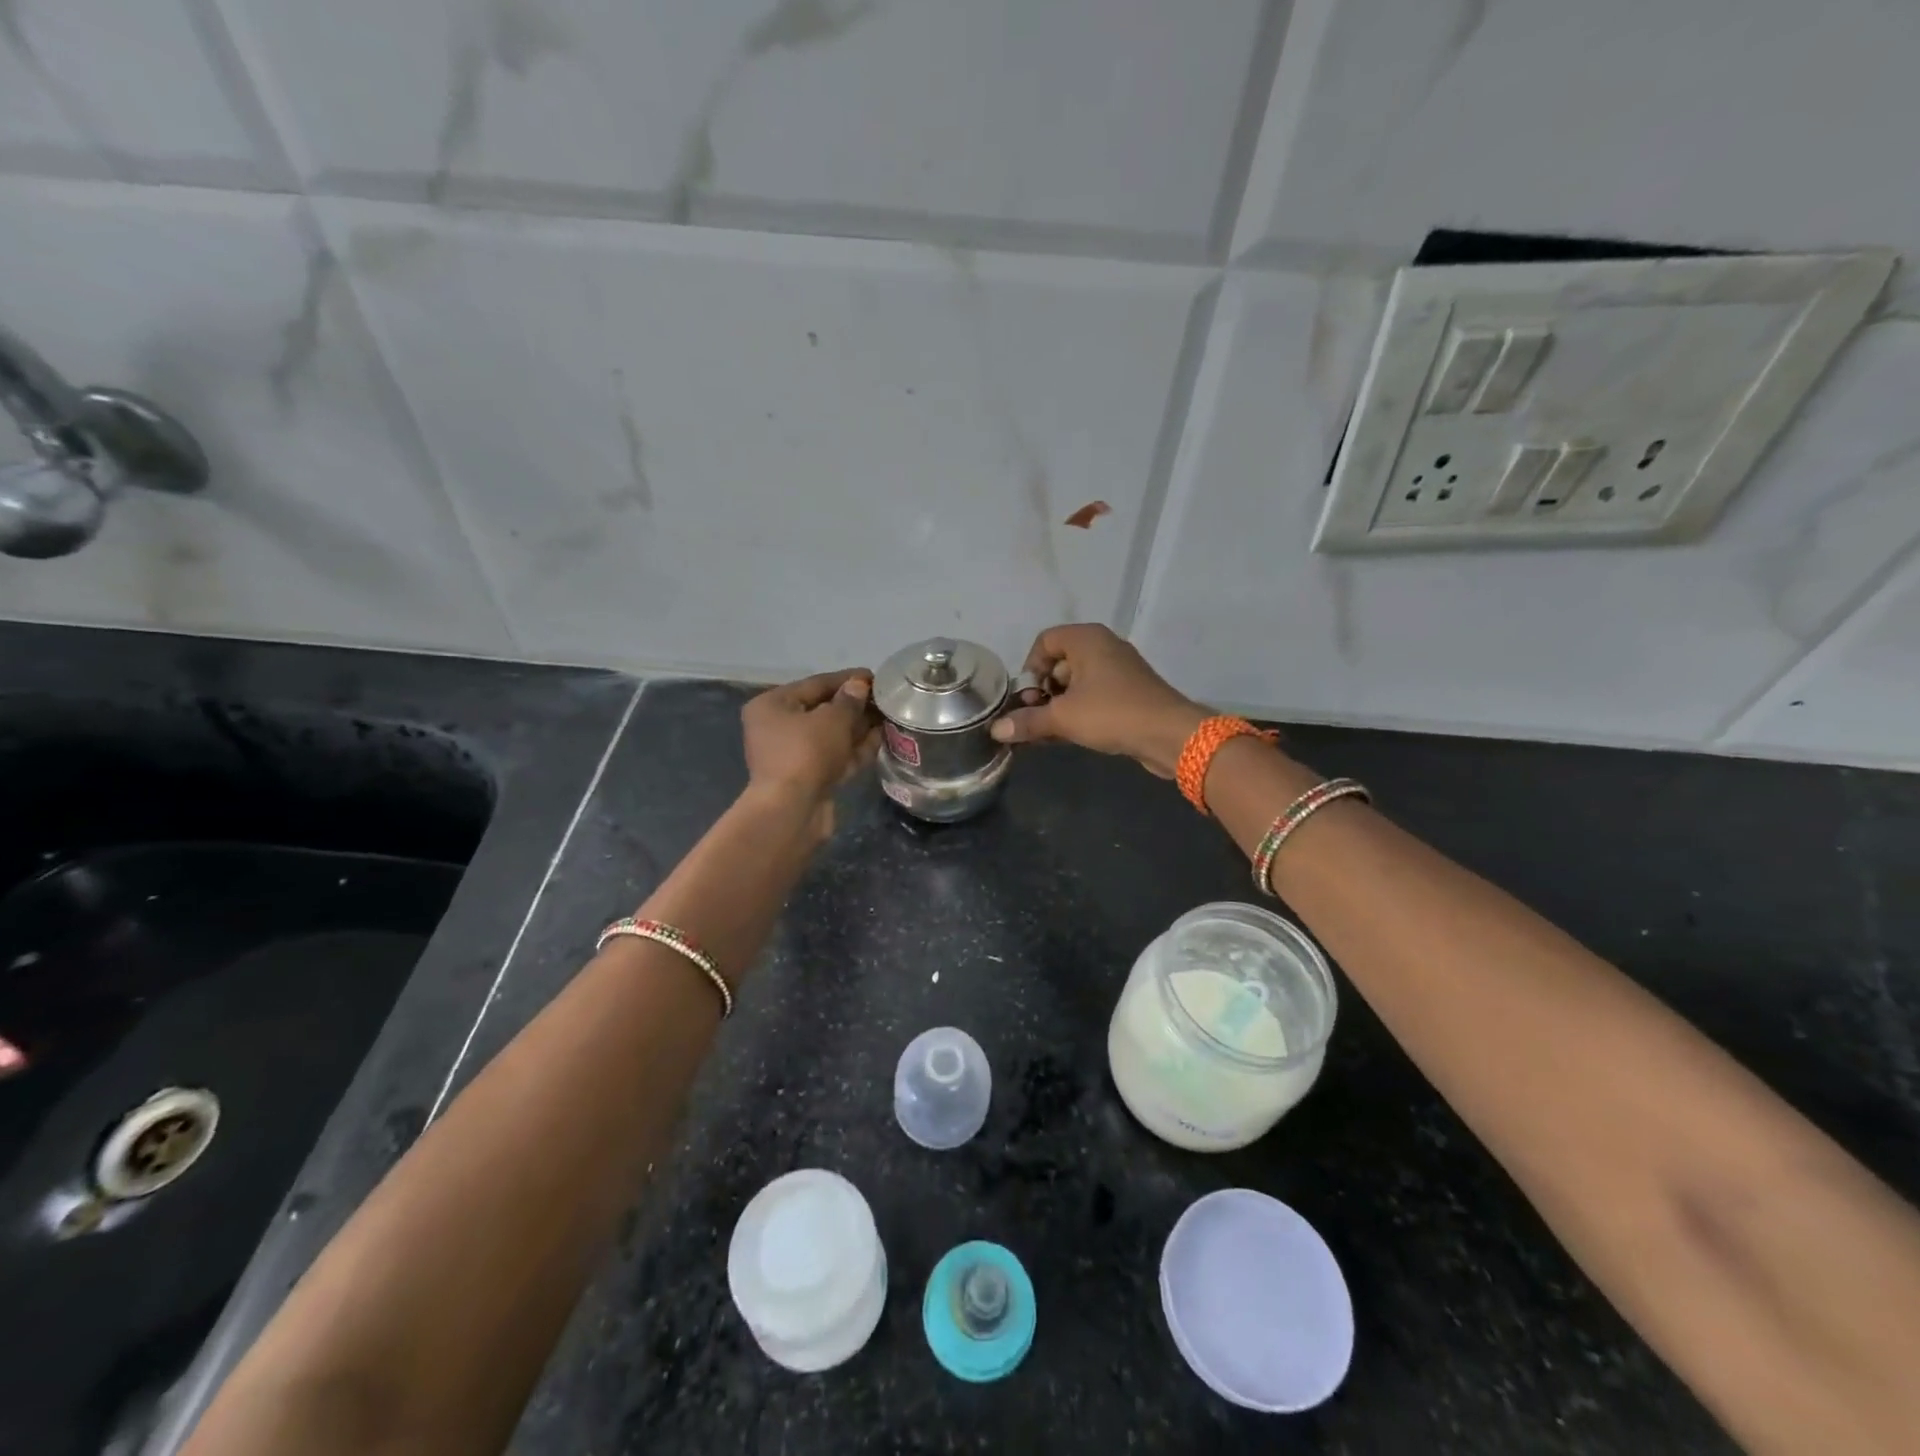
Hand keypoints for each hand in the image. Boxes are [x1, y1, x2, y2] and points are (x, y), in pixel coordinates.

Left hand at [741, 669, 880, 820]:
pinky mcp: (808, 778)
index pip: (815, 684)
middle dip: (855, 705)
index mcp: (773, 705)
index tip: (875, 677)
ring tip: (889, 717)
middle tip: (886, 699)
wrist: (792, 810)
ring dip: (858, 728)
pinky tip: (881, 739)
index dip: (847, 679)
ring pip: (831, 736)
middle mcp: (778, 728)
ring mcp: (793, 755)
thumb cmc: (806, 753)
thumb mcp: (832, 719)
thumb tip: (859, 686)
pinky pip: (834, 756)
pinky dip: (855, 749)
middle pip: (822, 710)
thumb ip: (849, 700)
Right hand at [990, 624, 1205, 777]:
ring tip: (1047, 732)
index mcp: (1087, 639)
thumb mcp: (1063, 717)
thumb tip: (996, 729)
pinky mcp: (1128, 694)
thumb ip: (1028, 720)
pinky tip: (1065, 736)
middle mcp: (1103, 647)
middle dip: (1042, 691)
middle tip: (1037, 717)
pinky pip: (1093, 697)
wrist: (1169, 735)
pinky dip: (1077, 712)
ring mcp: (1118, 671)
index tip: (1028, 697)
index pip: (1044, 641)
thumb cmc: (1112, 713)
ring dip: (1058, 706)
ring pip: (1076, 684)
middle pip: (1059, 663)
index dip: (1030, 668)